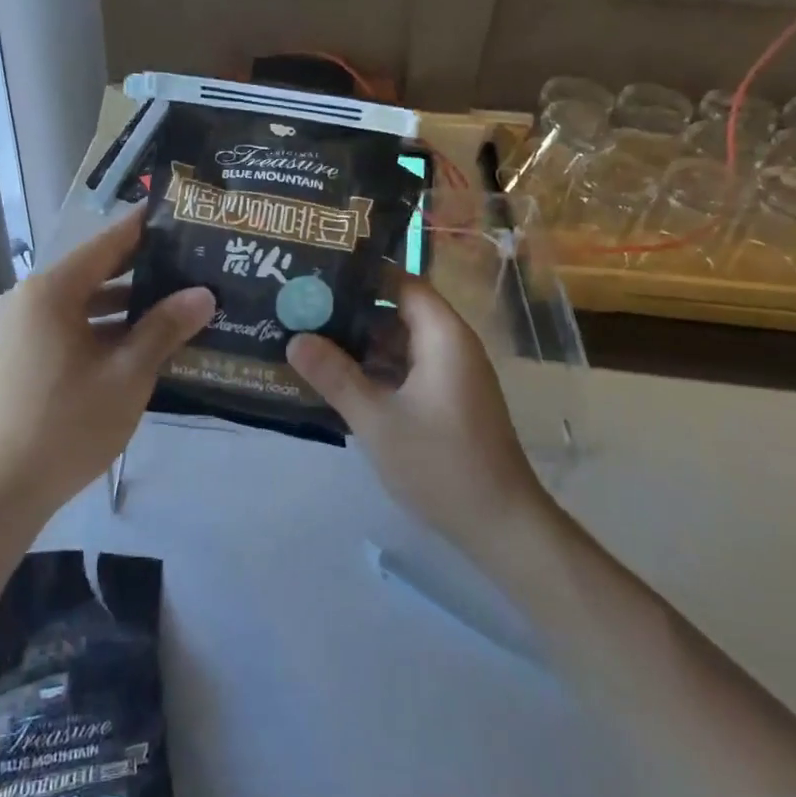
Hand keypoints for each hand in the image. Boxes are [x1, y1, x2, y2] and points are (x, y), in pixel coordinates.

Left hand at [0, 206, 214, 524]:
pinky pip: (65, 324)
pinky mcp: (17, 352)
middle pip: (93, 270)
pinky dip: (99, 326)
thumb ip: (164, 328)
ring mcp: (18, 326)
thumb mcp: (127, 375)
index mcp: (50, 292)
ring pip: (80, 301)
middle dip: (140, 269)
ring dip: (122, 303)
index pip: (107, 244)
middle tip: (189, 262)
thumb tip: (203, 294)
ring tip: (173, 302)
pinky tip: (137, 341)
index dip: (144, 229)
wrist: (1, 490)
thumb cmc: (68, 425)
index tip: (179, 215)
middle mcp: (28, 298)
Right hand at [288, 274, 546, 563]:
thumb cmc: (441, 464)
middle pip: (398, 311)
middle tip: (303, 306)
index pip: (401, 282)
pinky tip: (338, 379)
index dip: (362, 274)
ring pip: (400, 343)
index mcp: (443, 336)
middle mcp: (451, 346)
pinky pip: (407, 369)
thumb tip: (294, 339)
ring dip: (361, 343)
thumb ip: (335, 376)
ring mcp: (451, 375)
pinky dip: (376, 369)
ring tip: (310, 338)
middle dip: (352, 310)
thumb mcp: (377, 420)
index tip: (319, 271)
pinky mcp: (448, 400)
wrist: (501, 525)